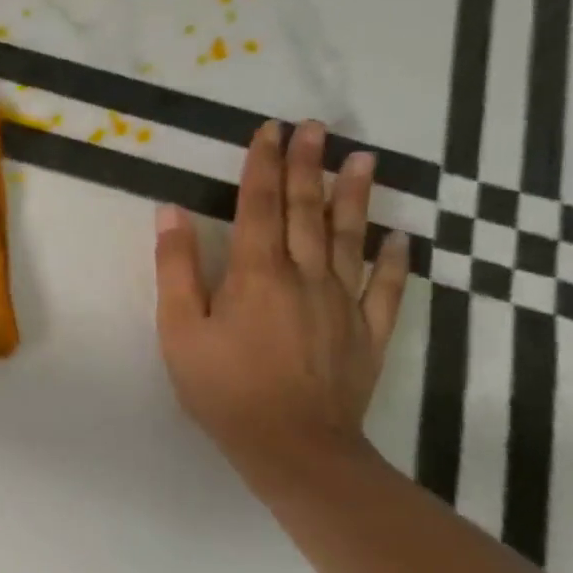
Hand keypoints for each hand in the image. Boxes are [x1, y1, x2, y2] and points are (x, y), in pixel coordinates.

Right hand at [155, 118, 409, 489]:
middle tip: (316, 127)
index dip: (263, 165)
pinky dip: (394, 259)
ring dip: (355, 196)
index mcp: (255, 273)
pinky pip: (386, 287)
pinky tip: (400, 236)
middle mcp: (304, 276)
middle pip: (306, 211)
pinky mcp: (367, 333)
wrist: (292, 446)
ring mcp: (343, 303)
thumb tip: (172, 213)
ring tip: (364, 158)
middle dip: (307, 165)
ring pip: (349, 237)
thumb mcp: (179, 330)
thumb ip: (176, 269)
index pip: (259, 206)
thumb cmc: (222, 387)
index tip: (270, 130)